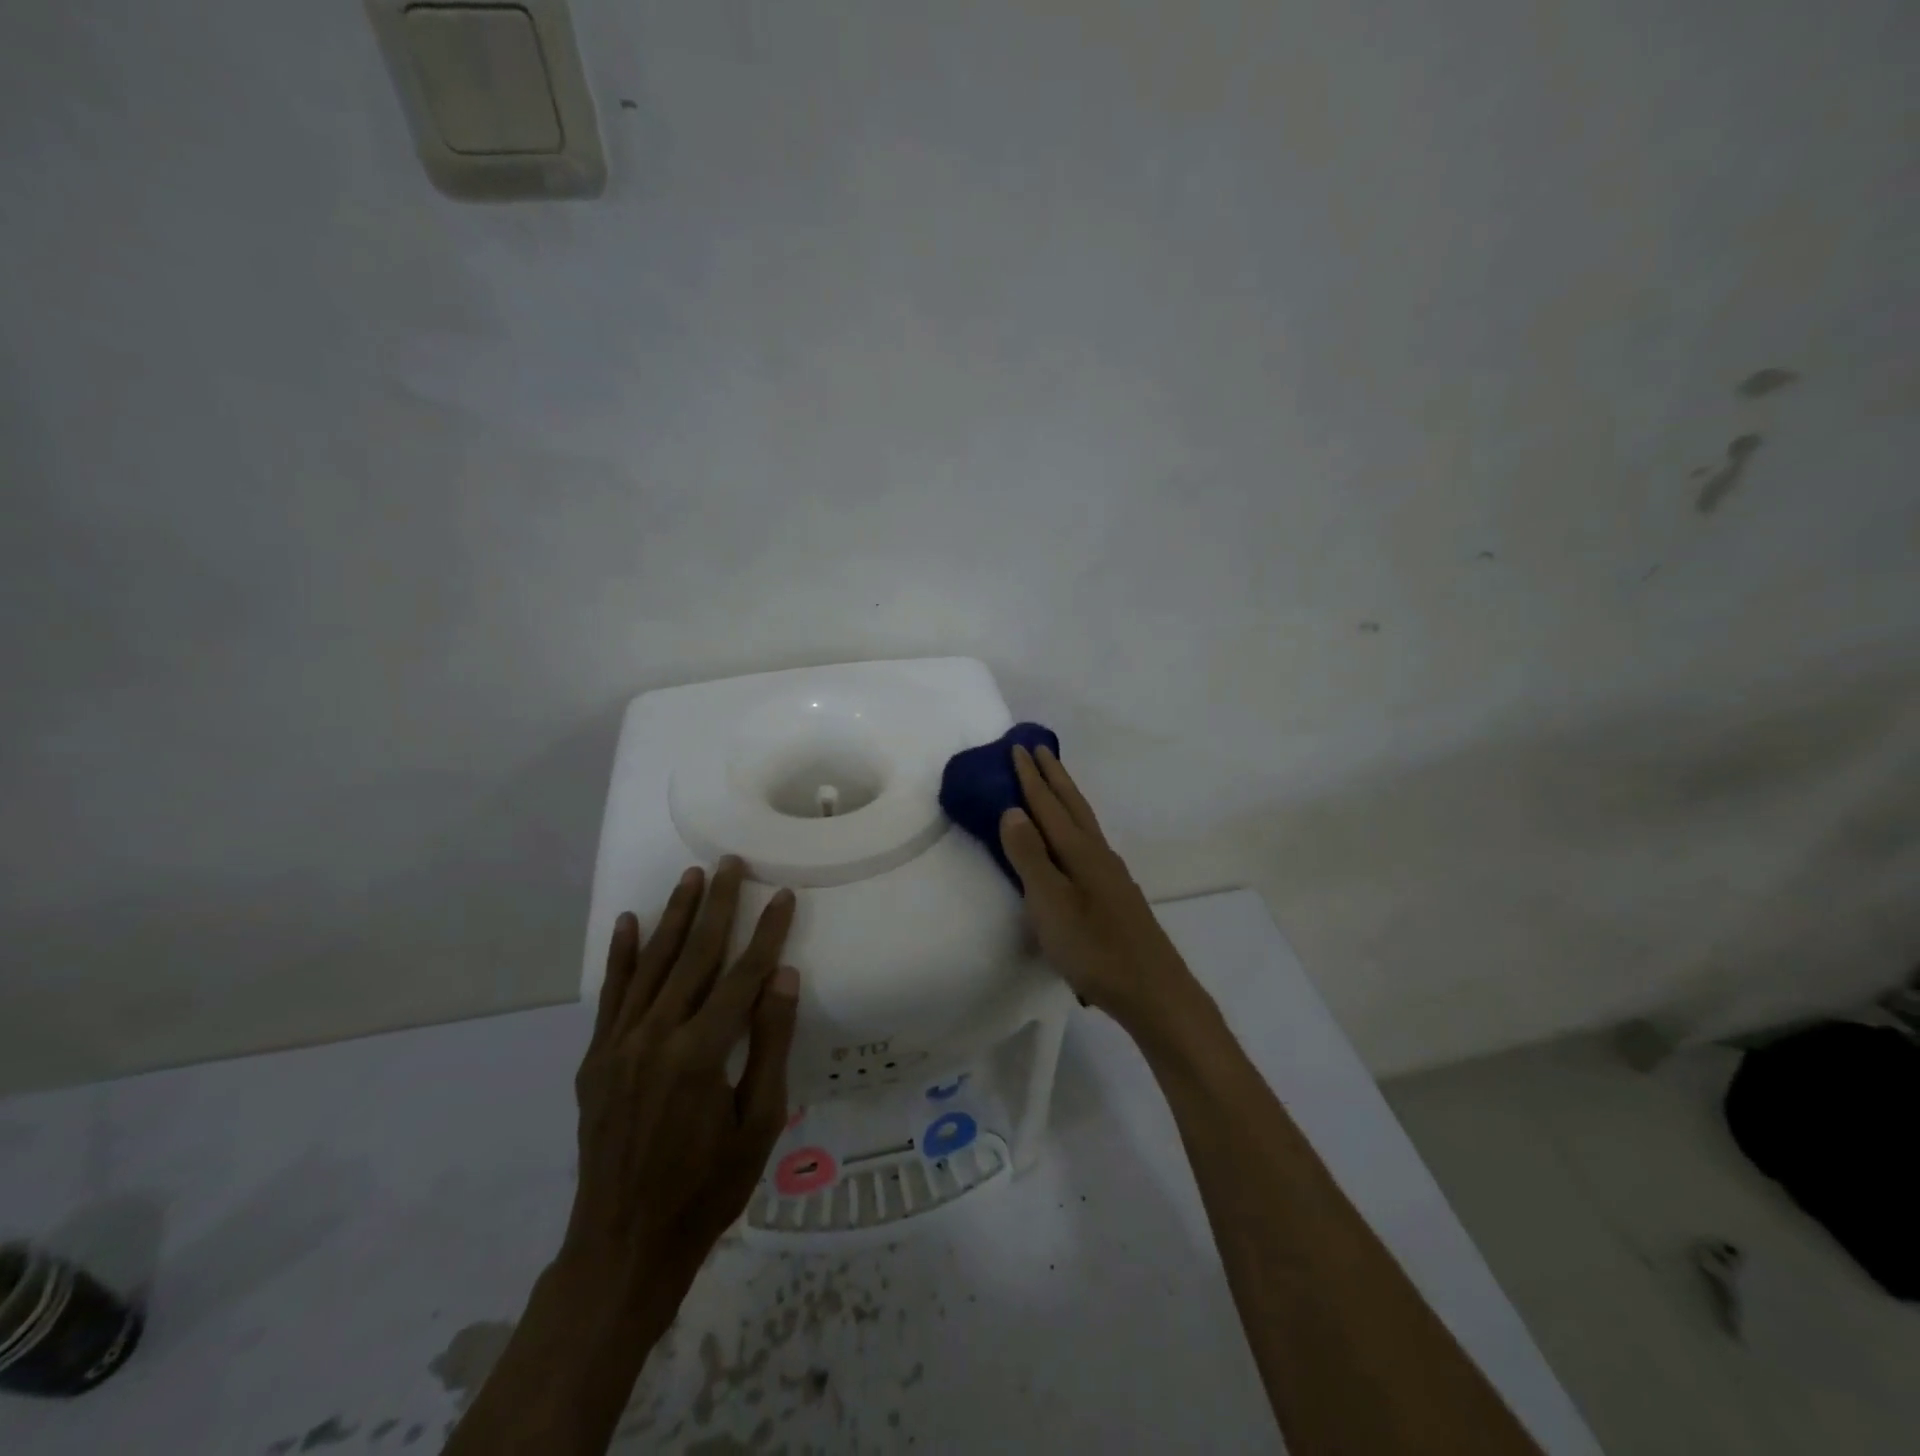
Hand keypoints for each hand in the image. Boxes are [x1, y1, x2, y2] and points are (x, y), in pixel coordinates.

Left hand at [565, 857, 798, 1302]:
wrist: (623, 1247)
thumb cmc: (707, 1189)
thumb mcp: (758, 1124)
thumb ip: (770, 1045)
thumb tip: (782, 977)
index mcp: (701, 1052)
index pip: (743, 975)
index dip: (767, 933)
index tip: (783, 896)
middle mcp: (656, 1035)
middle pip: (696, 955)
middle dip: (718, 905)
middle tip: (731, 863)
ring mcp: (619, 1045)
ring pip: (652, 964)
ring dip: (674, 917)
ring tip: (691, 877)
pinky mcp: (596, 1059)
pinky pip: (611, 995)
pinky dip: (620, 956)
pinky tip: (627, 923)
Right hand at [999, 744, 1202, 1034]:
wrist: (1152, 990)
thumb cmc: (1093, 948)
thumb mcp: (1050, 903)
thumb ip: (1029, 856)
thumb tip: (1012, 810)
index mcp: (1079, 851)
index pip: (1048, 805)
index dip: (1031, 778)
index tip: (1017, 748)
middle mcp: (1098, 853)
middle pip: (1073, 805)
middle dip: (1054, 777)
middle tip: (1038, 750)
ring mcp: (1111, 874)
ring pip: (1084, 823)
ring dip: (1067, 798)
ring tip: (1054, 785)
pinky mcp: (1116, 894)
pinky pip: (1089, 842)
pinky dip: (1075, 826)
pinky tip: (1074, 843)